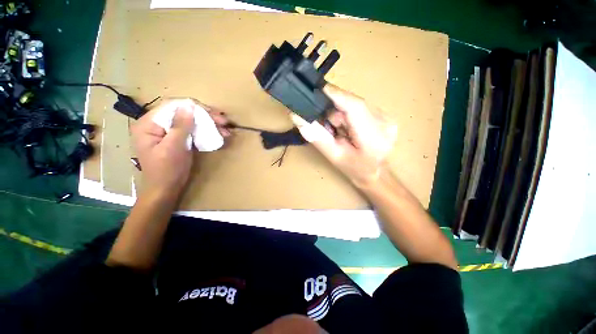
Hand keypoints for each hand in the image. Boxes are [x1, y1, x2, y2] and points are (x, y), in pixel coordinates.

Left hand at [131, 99, 229, 197]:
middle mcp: (158, 125)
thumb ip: (180, 126)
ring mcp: (169, 132)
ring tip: (225, 129)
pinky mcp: (179, 140)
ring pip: (191, 122)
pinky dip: (206, 132)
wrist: (166, 190)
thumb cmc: (166, 170)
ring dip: (209, 124)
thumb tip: (189, 106)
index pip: (171, 106)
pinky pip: (193, 131)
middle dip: (205, 116)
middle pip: (183, 113)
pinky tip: (218, 134)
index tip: (211, 113)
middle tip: (223, 121)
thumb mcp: (172, 148)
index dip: (192, 107)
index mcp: (149, 124)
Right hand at [291, 84, 397, 187]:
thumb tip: (297, 116)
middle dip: (336, 109)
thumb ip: (317, 137)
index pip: (354, 105)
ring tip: (339, 129)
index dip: (335, 94)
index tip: (317, 90)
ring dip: (343, 112)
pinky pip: (362, 107)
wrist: (375, 173)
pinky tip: (349, 127)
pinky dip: (350, 114)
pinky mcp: (386, 115)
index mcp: (373, 137)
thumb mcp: (333, 156)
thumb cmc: (354, 168)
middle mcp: (385, 122)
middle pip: (354, 102)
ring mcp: (388, 117)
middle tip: (329, 125)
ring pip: (356, 103)